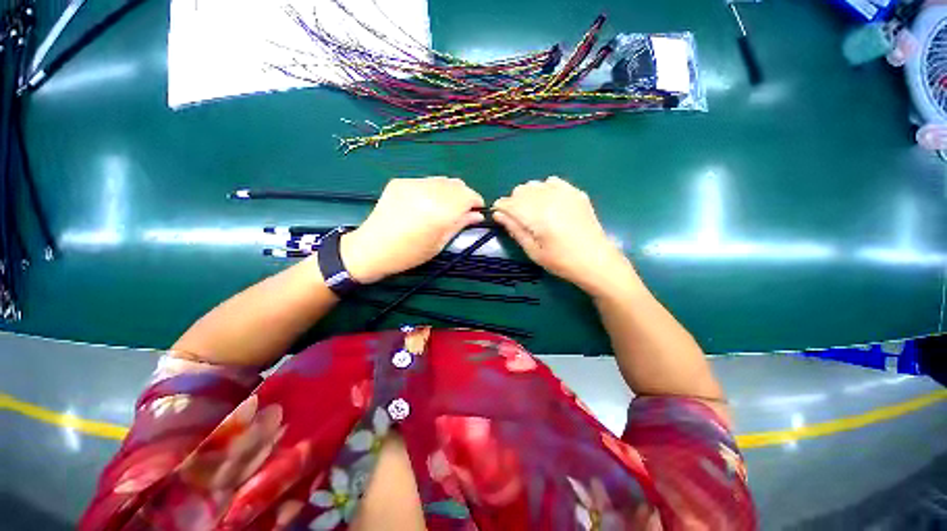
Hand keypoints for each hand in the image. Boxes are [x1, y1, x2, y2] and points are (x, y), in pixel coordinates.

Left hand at [340, 177, 484, 282]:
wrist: (372, 248)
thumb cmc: (409, 254)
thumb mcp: (439, 243)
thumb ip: (460, 225)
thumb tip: (477, 215)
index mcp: (440, 211)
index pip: (468, 195)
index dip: (476, 201)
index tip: (477, 210)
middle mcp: (428, 192)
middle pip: (457, 184)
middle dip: (464, 195)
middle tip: (461, 210)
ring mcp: (412, 184)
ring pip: (442, 180)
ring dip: (449, 191)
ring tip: (443, 207)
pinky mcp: (400, 182)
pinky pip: (425, 181)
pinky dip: (432, 189)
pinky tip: (425, 203)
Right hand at [492, 177, 632, 295]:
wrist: (596, 261)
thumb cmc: (561, 261)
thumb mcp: (533, 251)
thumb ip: (514, 230)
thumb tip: (498, 214)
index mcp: (536, 215)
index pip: (508, 202)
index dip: (500, 208)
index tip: (499, 217)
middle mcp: (549, 198)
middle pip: (520, 190)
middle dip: (514, 202)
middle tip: (519, 220)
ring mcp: (565, 193)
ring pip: (535, 184)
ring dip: (528, 196)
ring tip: (534, 212)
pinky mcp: (576, 193)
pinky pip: (553, 181)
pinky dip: (545, 189)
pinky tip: (550, 203)